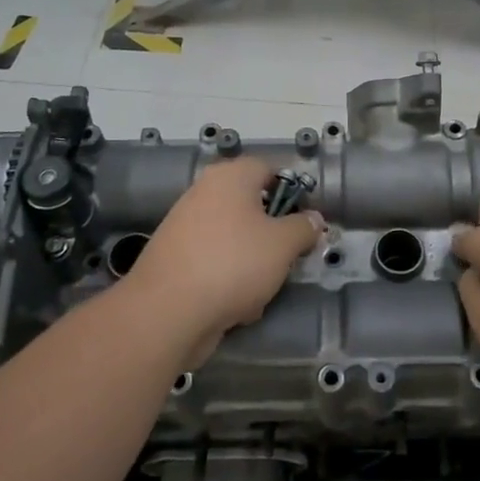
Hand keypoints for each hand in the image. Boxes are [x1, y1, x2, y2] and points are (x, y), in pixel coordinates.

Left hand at [126, 157, 322, 363]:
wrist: (167, 311)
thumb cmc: (234, 263)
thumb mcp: (283, 244)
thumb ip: (304, 227)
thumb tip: (313, 219)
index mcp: (230, 176)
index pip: (269, 169)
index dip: (292, 192)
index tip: (305, 222)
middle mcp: (204, 192)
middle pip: (251, 206)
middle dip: (272, 235)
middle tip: (287, 258)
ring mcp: (185, 225)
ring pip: (235, 239)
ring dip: (252, 263)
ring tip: (261, 290)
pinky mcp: (175, 258)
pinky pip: (214, 262)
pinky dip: (228, 280)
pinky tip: (236, 307)